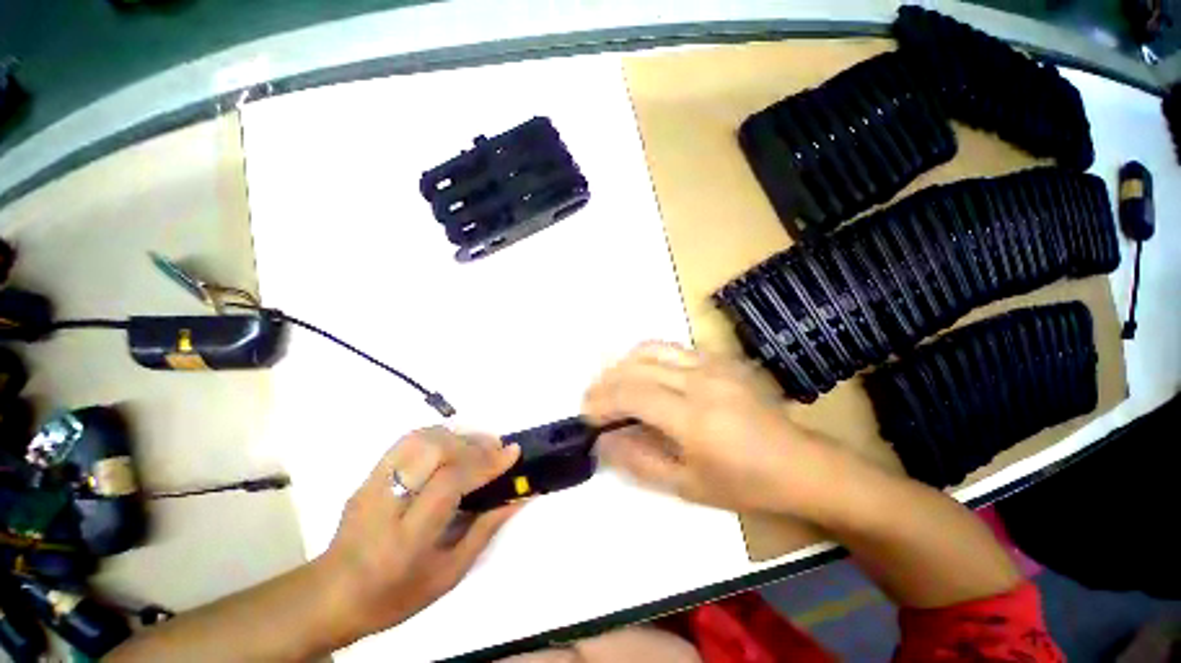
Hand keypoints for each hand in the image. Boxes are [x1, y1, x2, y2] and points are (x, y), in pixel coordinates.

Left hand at [316, 426, 521, 644]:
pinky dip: (438, 435)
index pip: (449, 483)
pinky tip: (453, 446)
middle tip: (498, 448)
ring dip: (458, 436)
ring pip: (420, 439)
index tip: (512, 453)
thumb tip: (517, 498)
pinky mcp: (369, 475)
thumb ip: (484, 530)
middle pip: (434, 451)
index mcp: (407, 538)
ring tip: (479, 445)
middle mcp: (386, 503)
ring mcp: (373, 484)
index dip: (485, 463)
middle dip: (474, 444)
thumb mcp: (448, 575)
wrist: (331, 594)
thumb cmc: (396, 594)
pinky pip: (408, 441)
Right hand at [582, 342, 836, 513]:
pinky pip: (672, 348)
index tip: (587, 414)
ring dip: (623, 363)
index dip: (602, 401)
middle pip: (636, 366)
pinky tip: (644, 376)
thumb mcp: (687, 486)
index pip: (632, 394)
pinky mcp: (720, 358)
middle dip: (606, 381)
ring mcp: (712, 363)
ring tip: (612, 384)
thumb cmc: (744, 484)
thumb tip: (604, 440)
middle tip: (593, 399)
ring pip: (651, 348)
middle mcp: (700, 380)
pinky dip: (647, 358)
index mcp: (694, 417)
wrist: (799, 463)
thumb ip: (639, 461)